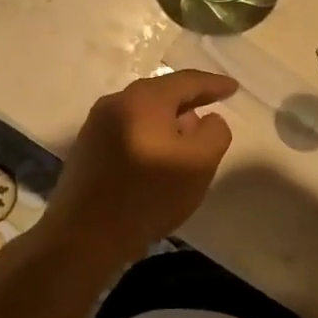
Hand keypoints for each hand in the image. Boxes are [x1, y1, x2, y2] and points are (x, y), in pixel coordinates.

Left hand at [39, 70, 237, 266]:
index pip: (187, 81)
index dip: (213, 84)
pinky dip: (149, 133)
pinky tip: (157, 153)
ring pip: (143, 111)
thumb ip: (215, 133)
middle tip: (212, 106)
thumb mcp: (199, 164)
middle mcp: (116, 102)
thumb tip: (206, 119)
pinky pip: (128, 128)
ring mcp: (96, 124)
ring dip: (168, 119)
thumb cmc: (148, 197)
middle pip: (161, 93)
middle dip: (189, 99)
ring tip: (187, 134)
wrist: (84, 236)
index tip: (233, 87)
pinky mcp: (87, 147)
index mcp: (144, 99)